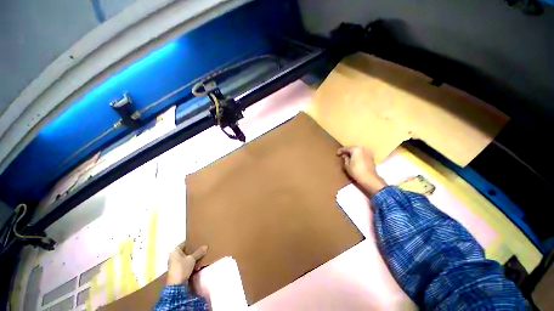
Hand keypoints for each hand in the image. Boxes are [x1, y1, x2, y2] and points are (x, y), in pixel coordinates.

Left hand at [166, 243, 207, 285]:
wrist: (176, 285)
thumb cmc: (182, 269)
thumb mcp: (192, 259)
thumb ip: (199, 252)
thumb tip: (206, 246)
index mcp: (175, 250)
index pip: (186, 243)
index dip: (193, 242)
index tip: (200, 241)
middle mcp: (174, 255)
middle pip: (186, 250)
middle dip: (194, 251)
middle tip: (203, 248)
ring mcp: (175, 263)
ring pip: (187, 257)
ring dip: (194, 258)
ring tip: (202, 256)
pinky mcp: (177, 269)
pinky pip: (186, 263)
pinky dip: (191, 263)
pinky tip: (198, 265)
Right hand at [337, 146, 386, 196]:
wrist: (369, 178)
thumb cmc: (356, 171)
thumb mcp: (347, 165)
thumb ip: (345, 158)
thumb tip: (345, 155)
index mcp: (355, 149)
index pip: (346, 148)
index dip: (340, 151)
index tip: (337, 154)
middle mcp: (362, 148)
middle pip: (353, 148)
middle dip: (348, 152)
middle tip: (343, 155)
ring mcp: (368, 152)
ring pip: (358, 151)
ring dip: (353, 153)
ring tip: (349, 158)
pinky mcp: (371, 157)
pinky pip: (362, 154)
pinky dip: (358, 156)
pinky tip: (356, 160)